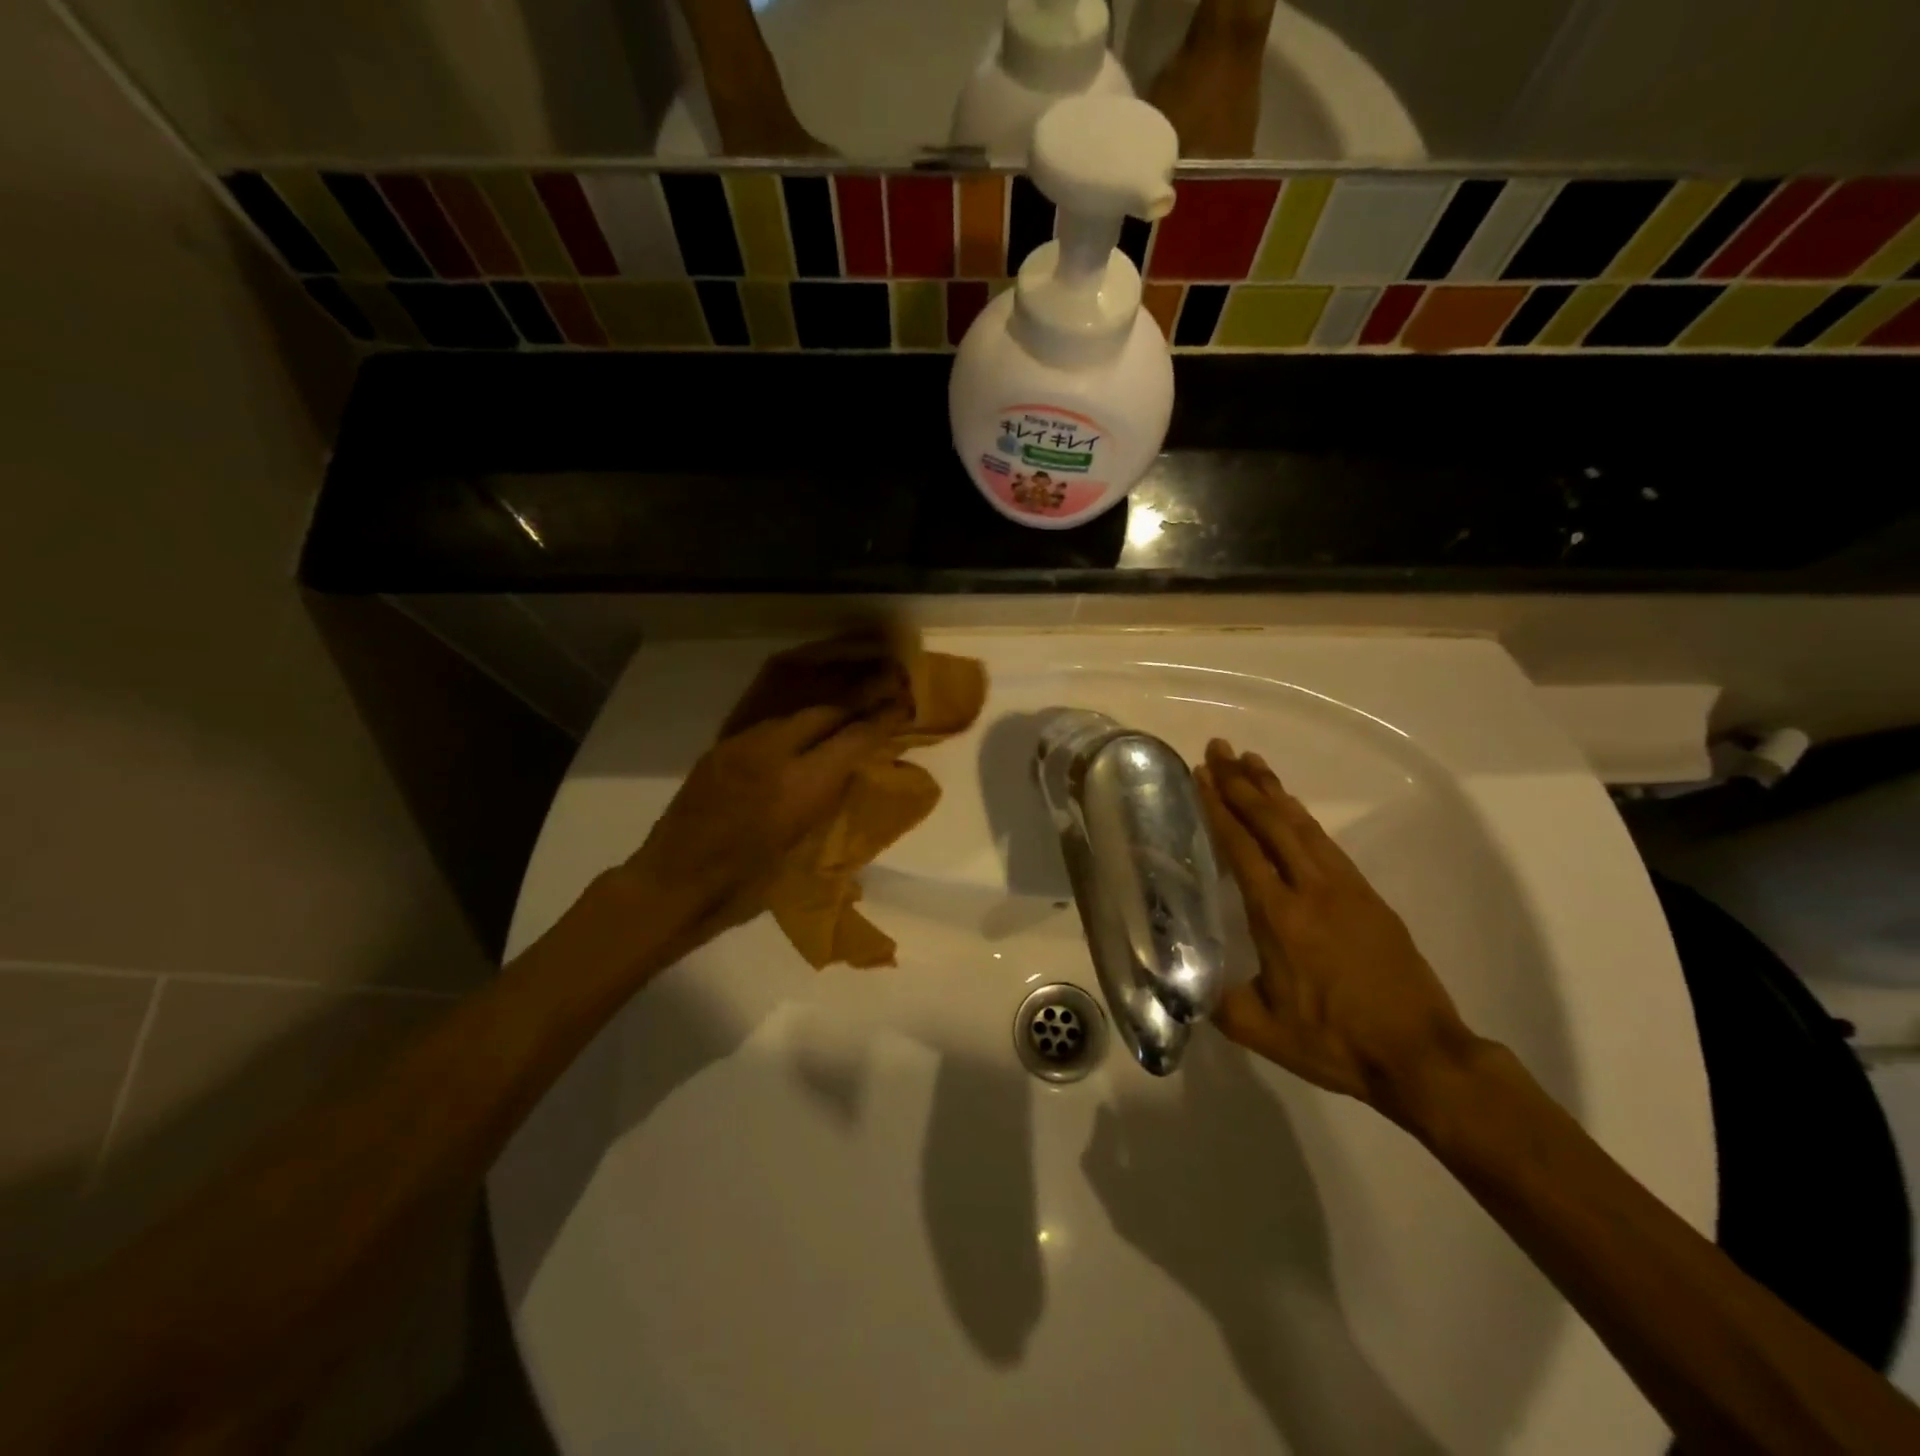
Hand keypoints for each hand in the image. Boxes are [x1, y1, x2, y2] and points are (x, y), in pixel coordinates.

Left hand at [621, 657, 906, 942]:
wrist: (672, 885)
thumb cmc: (744, 887)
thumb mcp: (802, 850)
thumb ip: (828, 803)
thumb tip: (850, 774)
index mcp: (799, 788)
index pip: (852, 739)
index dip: (881, 720)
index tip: (902, 707)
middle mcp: (772, 754)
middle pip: (825, 712)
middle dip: (856, 703)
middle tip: (882, 696)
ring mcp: (742, 746)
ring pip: (795, 713)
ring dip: (825, 711)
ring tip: (846, 711)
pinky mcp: (721, 748)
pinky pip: (768, 725)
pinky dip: (794, 725)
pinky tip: (803, 732)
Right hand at [1196, 739, 1481, 1121]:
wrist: (1422, 1056)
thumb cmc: (1336, 1043)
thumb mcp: (1261, 1031)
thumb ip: (1217, 1001)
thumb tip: (1185, 983)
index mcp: (1279, 916)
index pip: (1241, 848)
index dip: (1219, 808)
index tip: (1202, 775)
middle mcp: (1311, 889)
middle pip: (1271, 821)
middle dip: (1241, 782)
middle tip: (1219, 748)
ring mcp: (1344, 888)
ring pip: (1301, 824)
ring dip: (1273, 789)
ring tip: (1251, 761)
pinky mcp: (1368, 896)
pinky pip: (1325, 842)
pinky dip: (1301, 816)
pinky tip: (1291, 807)